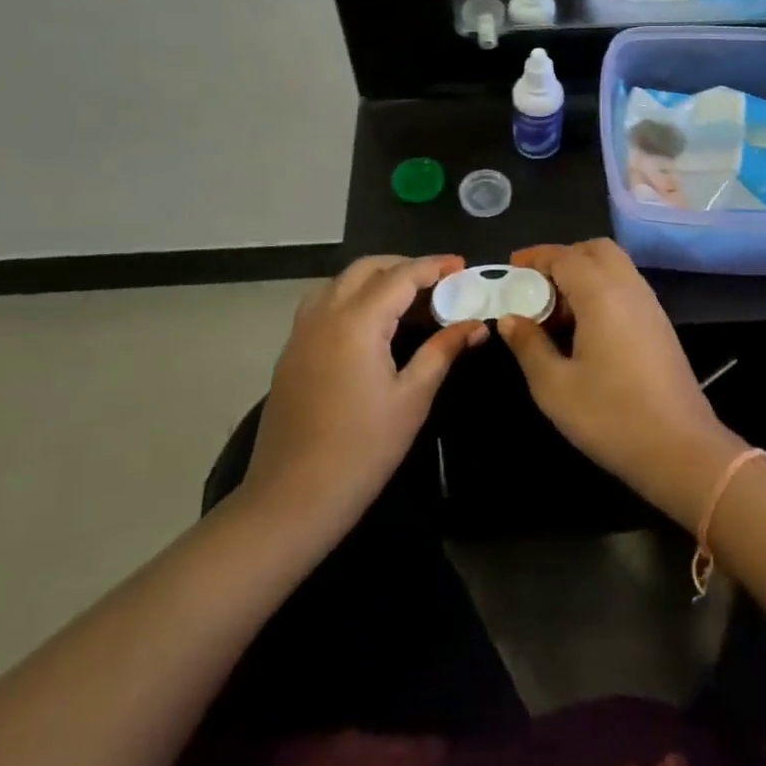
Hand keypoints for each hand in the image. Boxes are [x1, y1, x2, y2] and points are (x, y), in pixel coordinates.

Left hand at [240, 256, 484, 538]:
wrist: (292, 499)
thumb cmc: (362, 449)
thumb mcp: (412, 399)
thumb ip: (443, 351)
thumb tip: (475, 325)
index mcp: (357, 321)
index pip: (401, 275)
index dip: (434, 266)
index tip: (461, 265)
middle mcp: (325, 314)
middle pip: (367, 268)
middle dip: (404, 266)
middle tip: (438, 282)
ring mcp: (302, 331)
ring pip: (340, 282)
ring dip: (375, 278)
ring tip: (406, 298)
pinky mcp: (291, 351)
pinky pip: (323, 303)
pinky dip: (351, 296)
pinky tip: (370, 324)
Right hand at [498, 240, 744, 531]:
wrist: (681, 449)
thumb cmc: (611, 416)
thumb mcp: (555, 387)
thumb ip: (529, 345)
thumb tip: (510, 318)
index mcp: (601, 294)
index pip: (565, 256)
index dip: (536, 256)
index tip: (511, 267)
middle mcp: (628, 287)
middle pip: (595, 250)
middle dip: (563, 257)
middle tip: (536, 286)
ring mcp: (649, 304)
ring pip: (614, 266)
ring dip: (584, 273)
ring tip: (556, 310)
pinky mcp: (659, 324)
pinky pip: (626, 286)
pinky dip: (601, 289)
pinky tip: (585, 327)